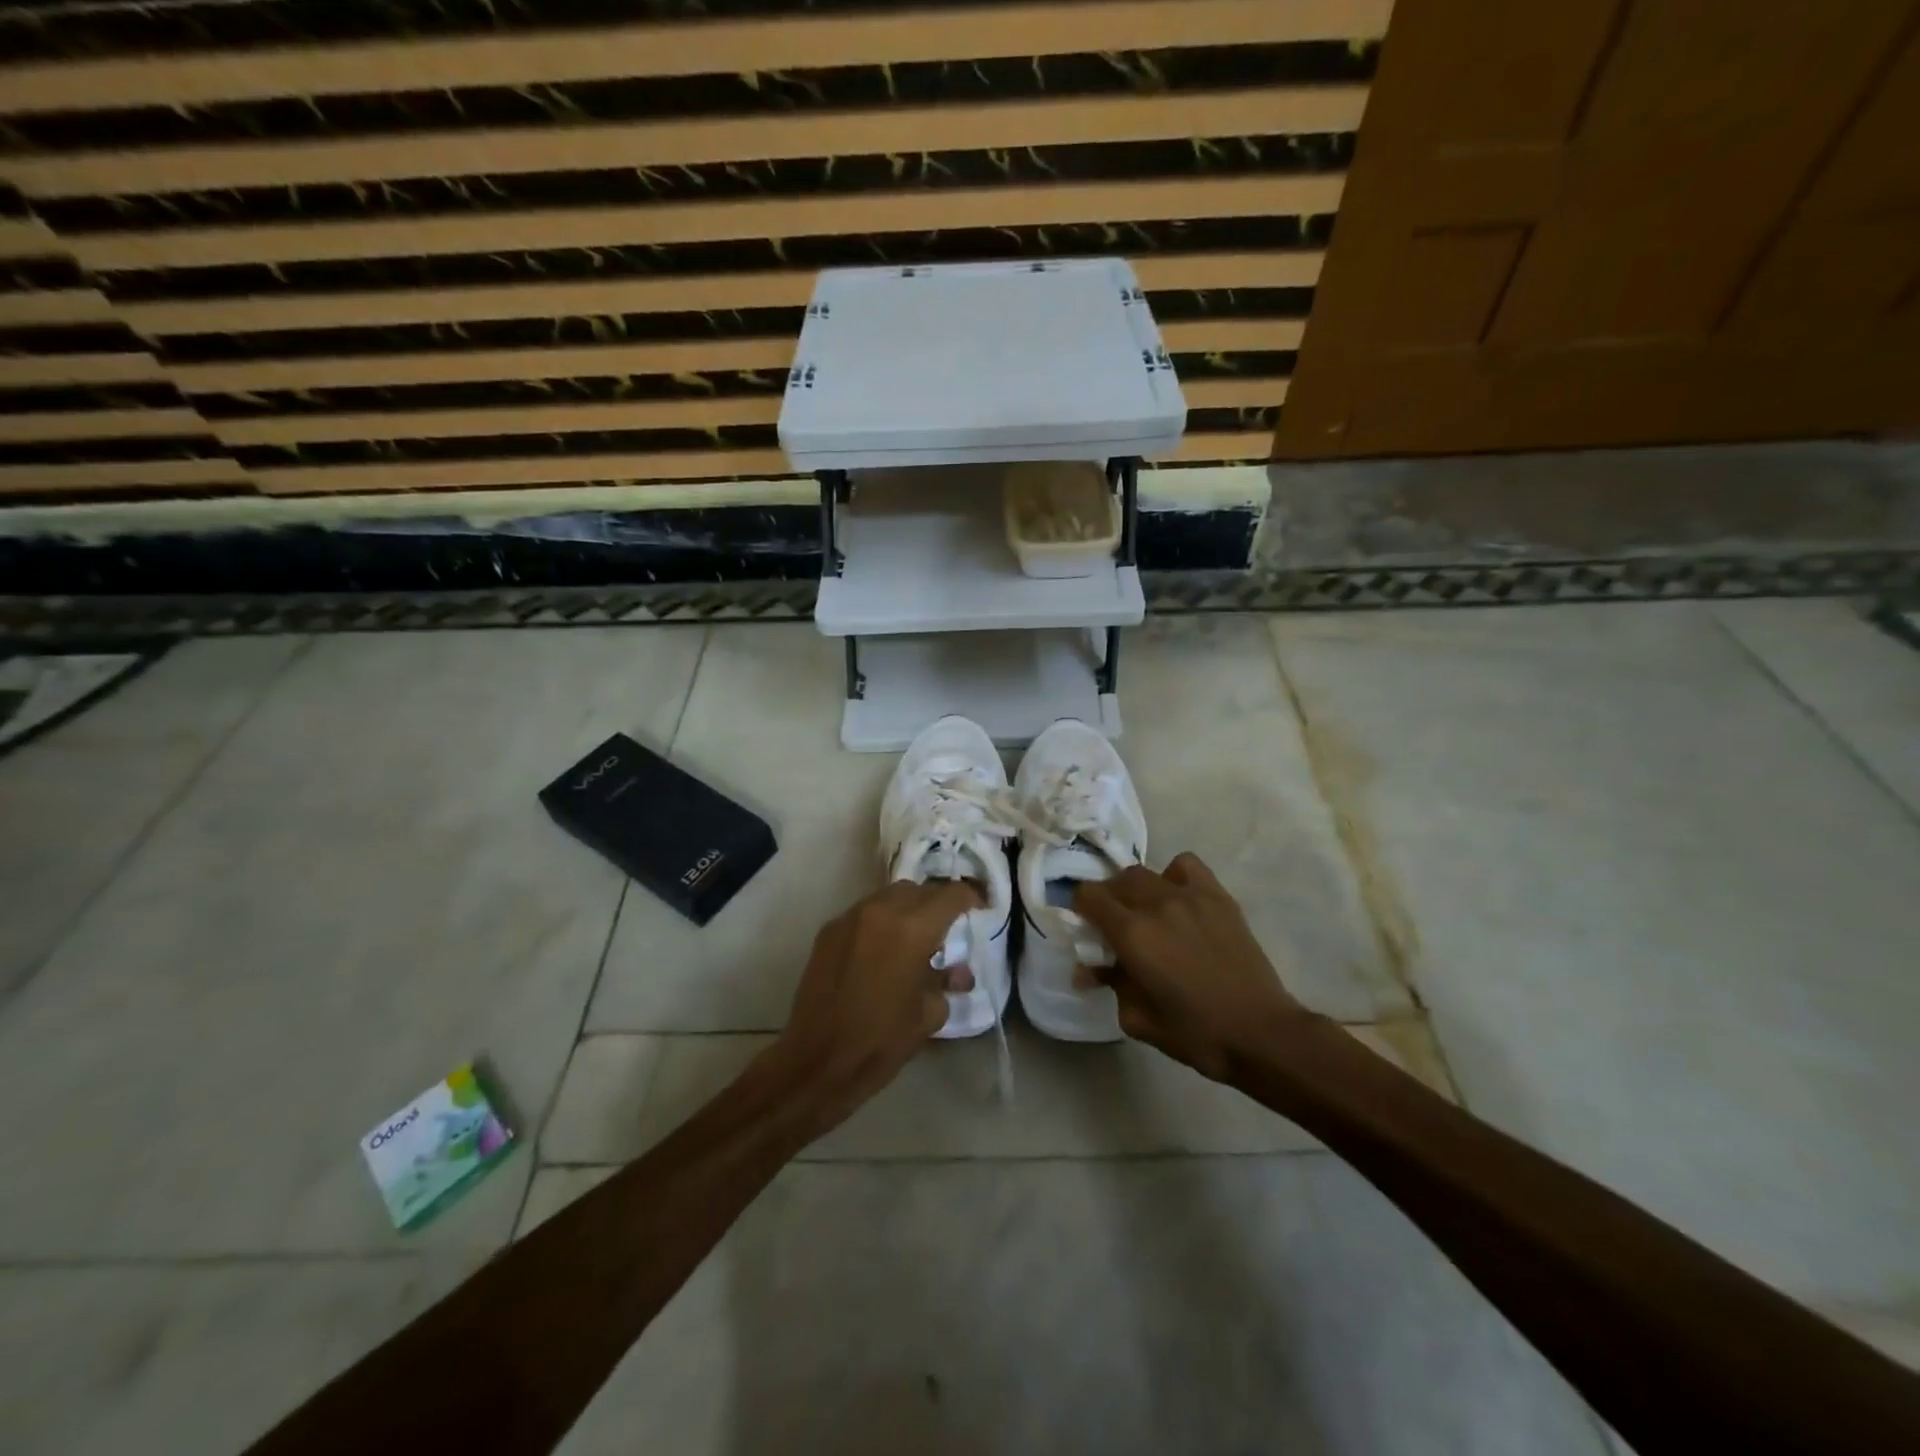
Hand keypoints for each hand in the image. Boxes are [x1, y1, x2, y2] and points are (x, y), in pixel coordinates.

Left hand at [770, 879, 983, 1137]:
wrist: (818, 1061)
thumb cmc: (881, 1041)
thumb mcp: (928, 1014)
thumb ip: (946, 982)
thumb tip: (958, 972)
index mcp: (912, 929)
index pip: (950, 895)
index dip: (970, 897)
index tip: (979, 908)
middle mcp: (881, 911)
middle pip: (918, 889)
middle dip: (936, 903)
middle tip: (946, 928)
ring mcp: (850, 918)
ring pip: (888, 896)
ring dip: (907, 908)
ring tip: (913, 938)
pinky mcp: (828, 931)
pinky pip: (864, 912)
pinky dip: (880, 921)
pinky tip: (882, 950)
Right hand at [1074, 852, 1314, 1082]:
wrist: (1259, 1032)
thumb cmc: (1194, 1033)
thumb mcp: (1137, 1018)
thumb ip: (1110, 984)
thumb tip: (1087, 970)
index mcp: (1131, 934)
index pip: (1088, 896)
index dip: (1078, 907)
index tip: (1083, 925)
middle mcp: (1155, 904)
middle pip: (1116, 881)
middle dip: (1106, 899)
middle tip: (1112, 926)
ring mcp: (1189, 895)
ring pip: (1146, 873)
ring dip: (1136, 889)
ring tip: (1145, 912)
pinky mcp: (1217, 897)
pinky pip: (1185, 866)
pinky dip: (1173, 875)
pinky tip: (1178, 898)